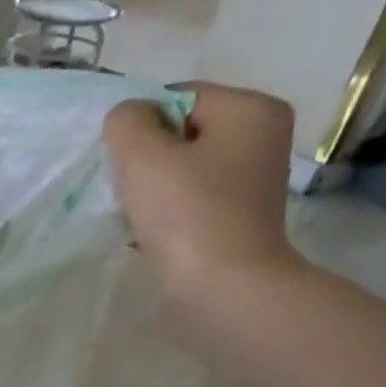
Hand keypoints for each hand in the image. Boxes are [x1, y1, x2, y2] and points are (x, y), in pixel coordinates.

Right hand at [103, 84, 304, 302]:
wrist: (222, 288)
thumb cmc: (186, 215)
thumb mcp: (143, 156)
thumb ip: (127, 122)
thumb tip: (128, 117)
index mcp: (251, 109)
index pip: (180, 98)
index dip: (141, 126)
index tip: (123, 164)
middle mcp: (262, 138)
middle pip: (182, 135)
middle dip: (147, 161)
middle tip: (129, 192)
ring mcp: (253, 183)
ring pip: (184, 171)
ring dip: (152, 191)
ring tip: (137, 218)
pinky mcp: (238, 220)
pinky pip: (192, 203)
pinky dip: (167, 215)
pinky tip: (150, 237)